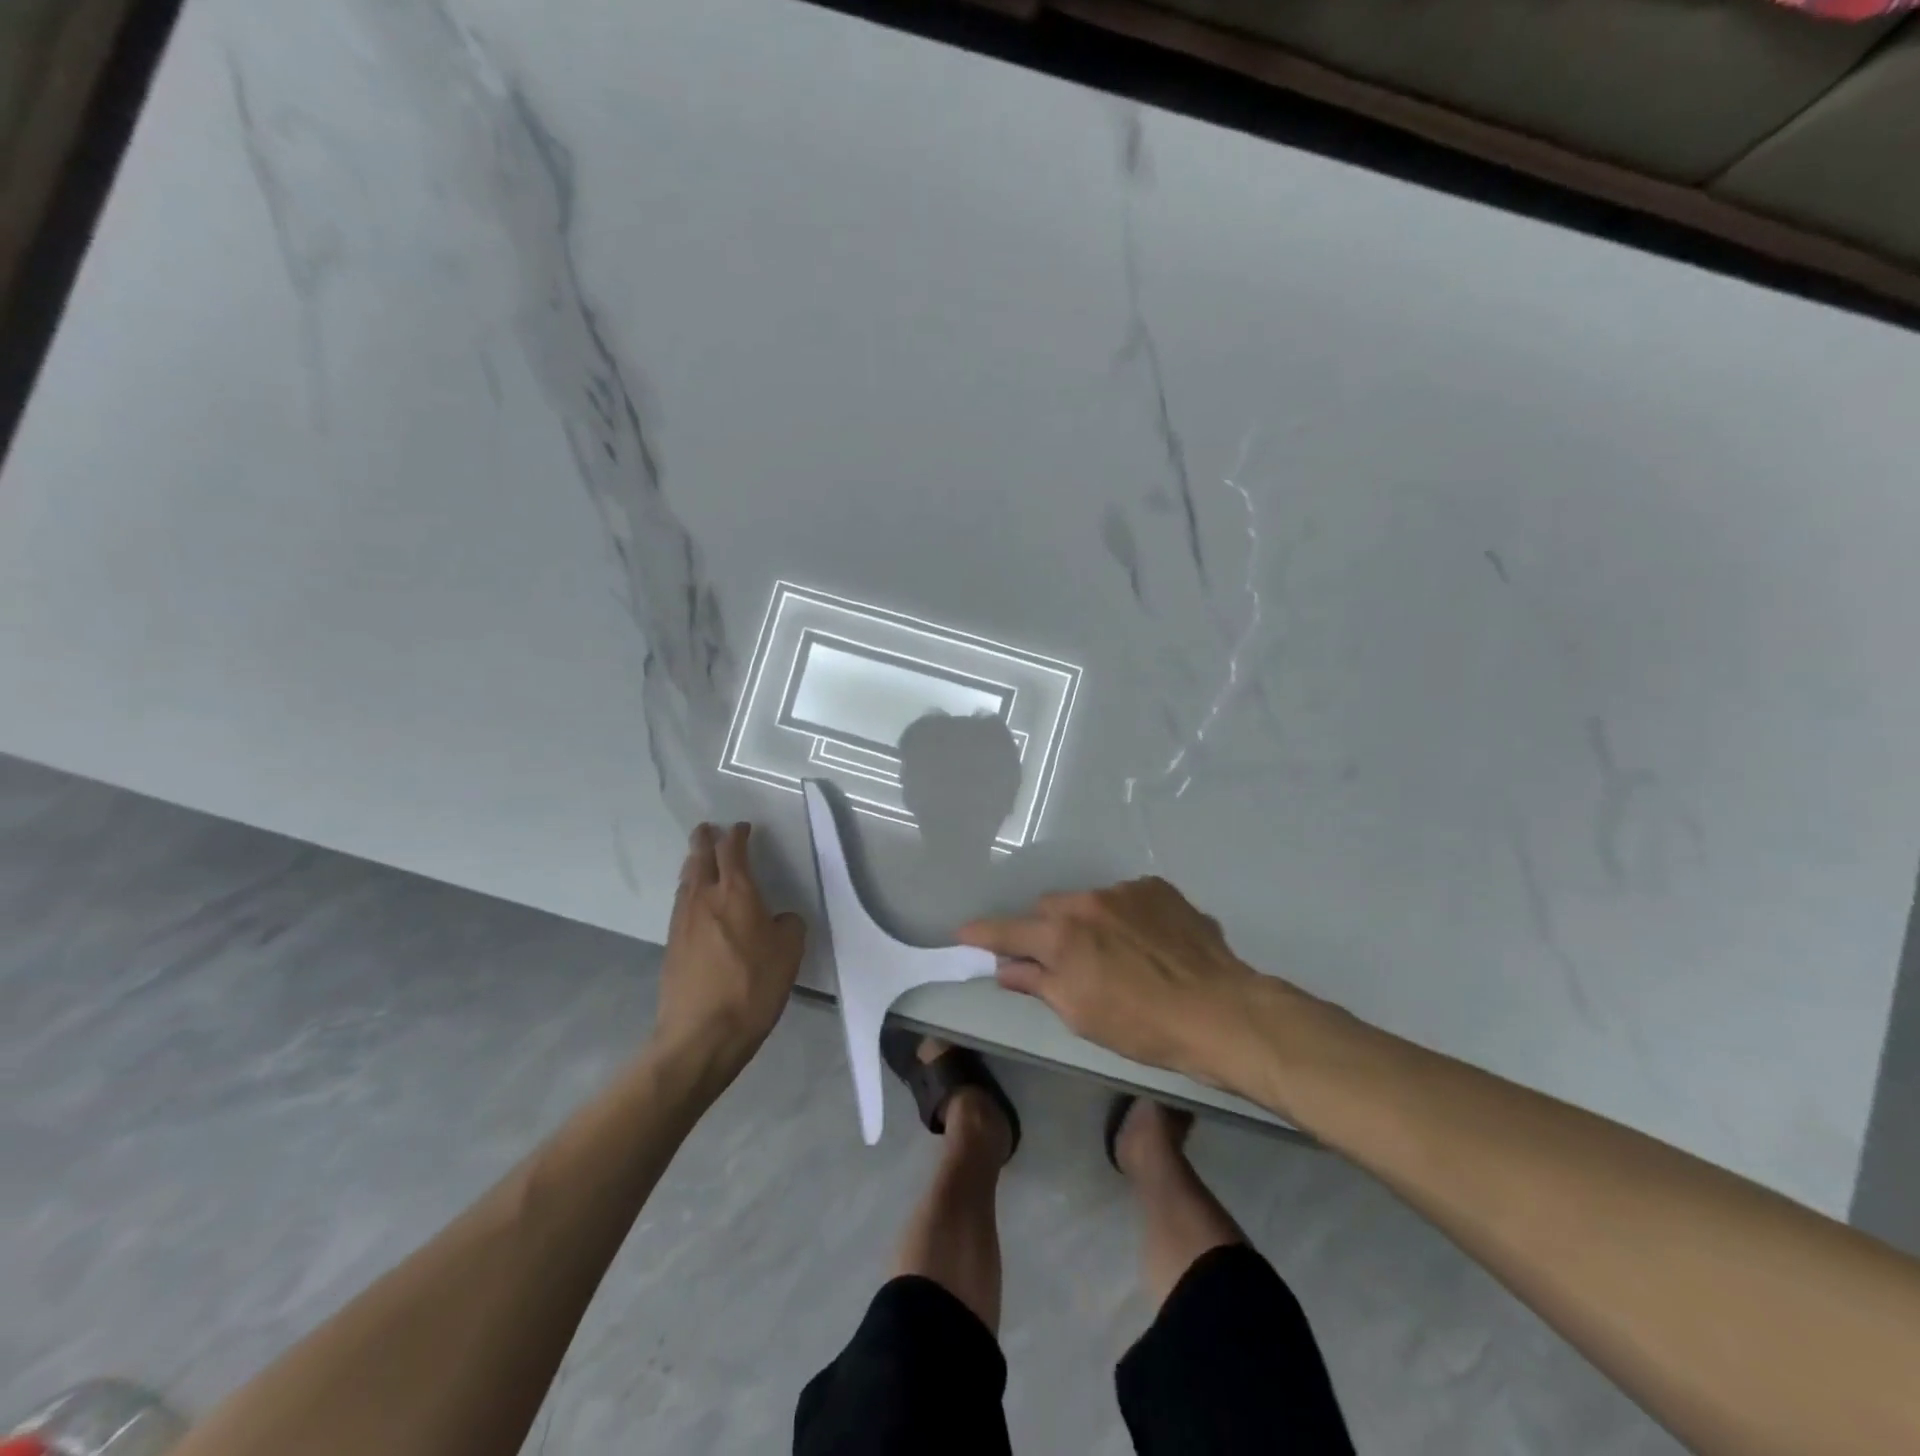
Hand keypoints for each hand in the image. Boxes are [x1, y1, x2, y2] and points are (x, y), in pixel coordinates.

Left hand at [652, 822, 805, 1082]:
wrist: (701, 1035)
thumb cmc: (753, 987)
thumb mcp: (790, 952)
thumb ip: (787, 925)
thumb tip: (778, 919)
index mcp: (736, 892)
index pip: (733, 851)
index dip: (737, 835)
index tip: (742, 828)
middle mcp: (704, 898)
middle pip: (700, 857)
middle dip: (704, 840)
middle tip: (707, 829)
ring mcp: (682, 922)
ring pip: (686, 880)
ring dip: (694, 864)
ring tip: (699, 860)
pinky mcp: (671, 946)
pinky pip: (681, 905)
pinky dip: (688, 892)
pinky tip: (695, 903)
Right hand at [959, 877, 1266, 1084]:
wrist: (1220, 1012)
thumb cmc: (1142, 1026)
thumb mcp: (1081, 1015)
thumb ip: (1038, 983)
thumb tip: (1006, 968)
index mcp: (1062, 936)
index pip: (1008, 931)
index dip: (983, 934)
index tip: (964, 933)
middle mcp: (1088, 902)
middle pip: (1049, 908)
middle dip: (1046, 930)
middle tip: (1061, 958)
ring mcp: (1126, 891)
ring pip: (1090, 900)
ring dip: (1090, 922)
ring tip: (1118, 954)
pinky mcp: (1159, 889)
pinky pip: (1127, 898)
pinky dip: (1126, 916)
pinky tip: (1149, 943)